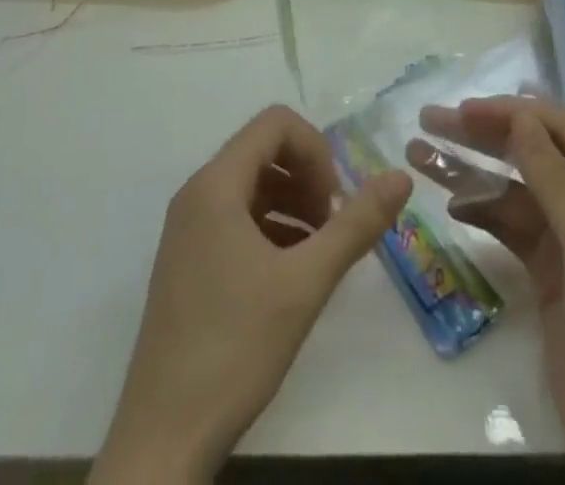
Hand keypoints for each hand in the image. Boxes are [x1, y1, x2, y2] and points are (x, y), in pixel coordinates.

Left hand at [93, 104, 411, 483]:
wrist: (162, 440)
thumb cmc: (234, 348)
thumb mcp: (306, 282)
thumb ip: (356, 224)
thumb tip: (401, 176)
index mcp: (216, 185)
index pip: (274, 124)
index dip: (315, 149)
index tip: (333, 200)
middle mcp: (196, 195)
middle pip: (263, 150)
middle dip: (306, 176)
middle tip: (330, 225)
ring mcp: (187, 229)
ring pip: (252, 185)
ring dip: (292, 203)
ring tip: (317, 251)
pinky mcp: (187, 261)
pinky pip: (236, 218)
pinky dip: (271, 228)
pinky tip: (291, 272)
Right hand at [410, 96, 564, 484]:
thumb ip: (554, 180)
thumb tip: (521, 116)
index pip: (562, 131)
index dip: (513, 114)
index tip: (463, 110)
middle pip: (535, 154)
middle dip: (484, 135)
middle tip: (430, 120)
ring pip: (517, 190)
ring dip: (474, 172)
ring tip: (422, 154)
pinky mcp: (551, 274)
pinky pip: (512, 228)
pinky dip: (483, 213)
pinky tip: (452, 204)